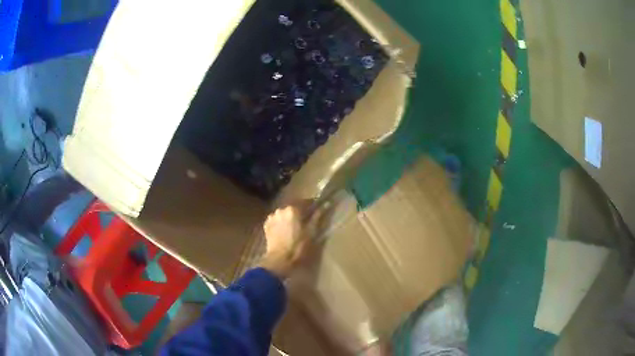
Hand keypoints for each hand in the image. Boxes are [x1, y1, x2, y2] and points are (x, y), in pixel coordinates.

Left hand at [258, 204, 321, 278]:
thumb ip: (316, 217)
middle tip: (306, 220)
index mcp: (293, 209)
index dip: (313, 206)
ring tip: (295, 226)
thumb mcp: (311, 232)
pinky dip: (281, 222)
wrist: (279, 260)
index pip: (306, 202)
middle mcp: (281, 209)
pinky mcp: (266, 225)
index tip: (318, 209)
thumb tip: (325, 205)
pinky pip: (276, 220)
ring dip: (289, 217)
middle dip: (300, 212)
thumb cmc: (298, 247)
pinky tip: (285, 231)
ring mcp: (272, 217)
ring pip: (284, 213)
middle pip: (293, 207)